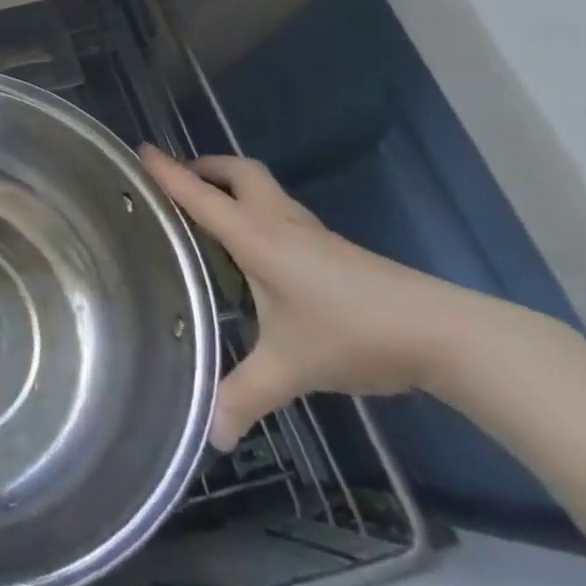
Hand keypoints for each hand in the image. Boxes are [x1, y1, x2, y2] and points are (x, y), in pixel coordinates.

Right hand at [140, 147, 478, 450]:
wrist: (444, 333)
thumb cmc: (352, 334)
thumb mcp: (290, 368)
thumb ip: (245, 396)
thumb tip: (211, 436)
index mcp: (257, 237)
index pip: (201, 196)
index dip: (168, 172)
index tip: (141, 150)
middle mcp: (279, 223)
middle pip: (239, 172)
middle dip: (206, 167)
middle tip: (179, 180)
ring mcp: (311, 233)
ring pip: (263, 189)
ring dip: (232, 186)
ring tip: (208, 211)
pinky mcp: (333, 248)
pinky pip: (280, 212)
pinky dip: (255, 210)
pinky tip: (255, 249)